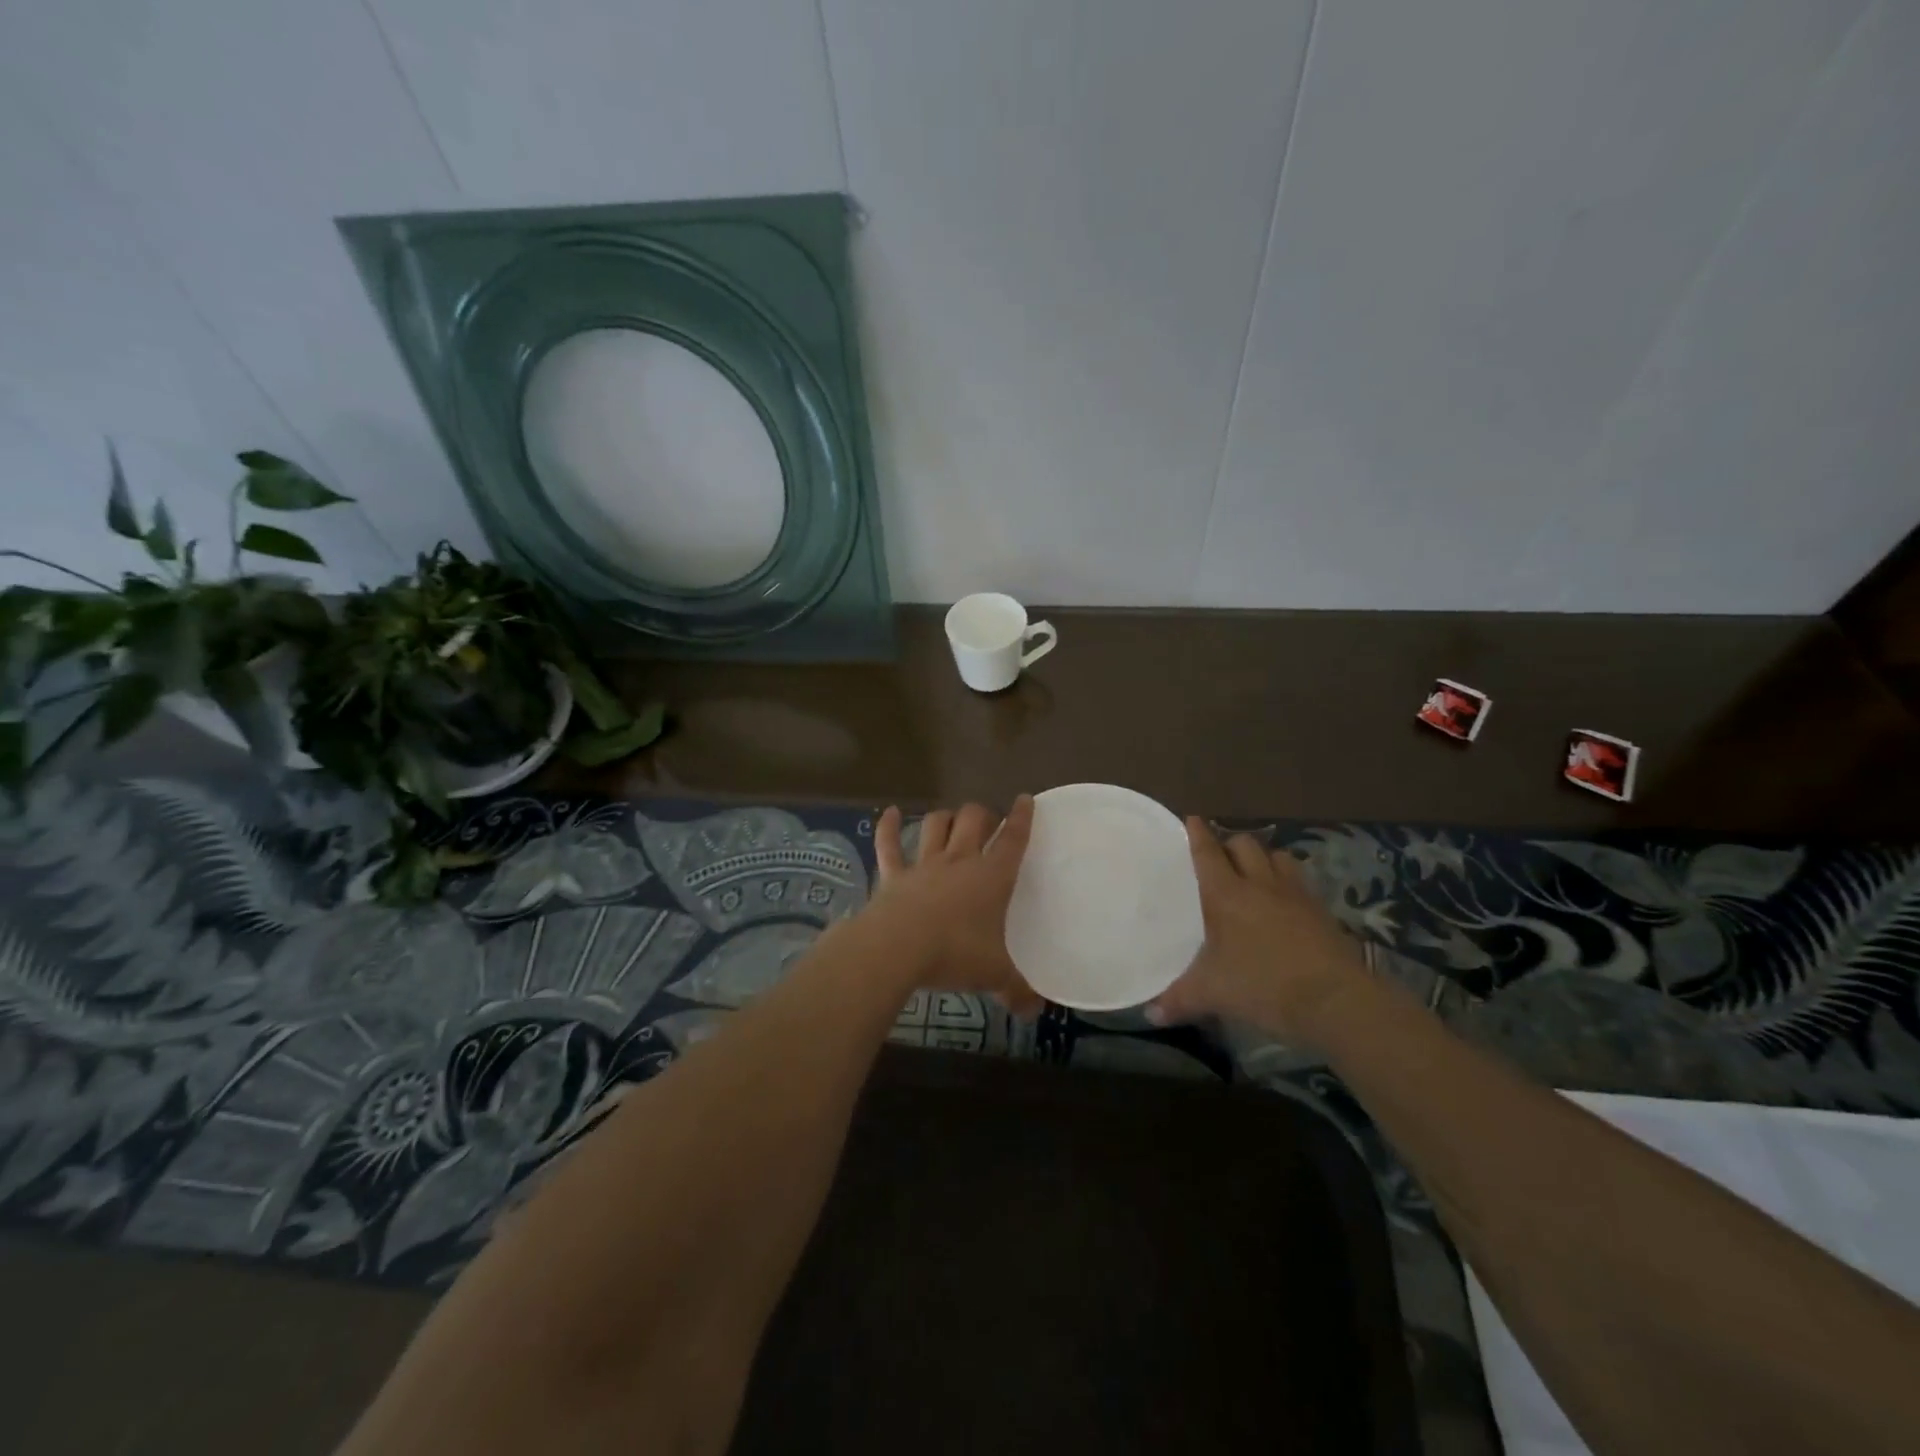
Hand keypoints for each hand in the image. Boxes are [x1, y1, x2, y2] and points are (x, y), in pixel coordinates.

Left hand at [866, 798, 1044, 1017]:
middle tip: (988, 821)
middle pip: (974, 820)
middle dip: (983, 814)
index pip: (1013, 839)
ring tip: (951, 818)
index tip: (1025, 800)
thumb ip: (1017, 990)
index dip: (1022, 817)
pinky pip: (889, 845)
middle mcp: (959, 861)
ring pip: (936, 825)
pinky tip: (888, 812)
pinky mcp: (893, 875)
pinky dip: (888, 827)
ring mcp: (924, 865)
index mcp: (991, 877)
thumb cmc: (954, 954)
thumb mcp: (994, 975)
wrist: (897, 948)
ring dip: (945, 817)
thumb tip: (1035, 1010)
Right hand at [1146, 819, 1366, 1044]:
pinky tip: (1285, 902)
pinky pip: (1301, 882)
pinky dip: (1288, 883)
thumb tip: (1150, 1014)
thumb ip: (1178, 999)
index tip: (1192, 819)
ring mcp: (1295, 894)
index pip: (1208, 852)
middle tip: (1220, 856)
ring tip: (1254, 873)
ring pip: (1278, 857)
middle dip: (1230, 844)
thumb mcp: (1212, 994)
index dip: (1198, 834)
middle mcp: (1260, 884)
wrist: (1335, 1000)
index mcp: (1226, 894)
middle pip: (1245, 844)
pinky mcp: (1322, 911)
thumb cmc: (1262, 985)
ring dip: (1264, 858)